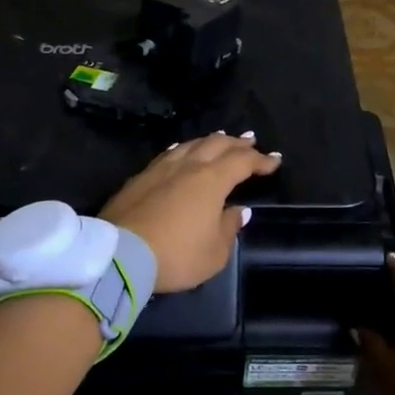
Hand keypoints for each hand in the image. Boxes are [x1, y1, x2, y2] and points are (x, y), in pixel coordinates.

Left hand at [100, 132, 282, 292]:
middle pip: (217, 144)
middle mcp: (188, 166)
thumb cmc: (176, 255)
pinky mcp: (140, 177)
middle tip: (250, 141)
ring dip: (210, 141)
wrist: (119, 255)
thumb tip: (238, 210)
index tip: (275, 161)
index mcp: (212, 180)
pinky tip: (182, 150)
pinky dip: (184, 149)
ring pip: (191, 144)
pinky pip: (169, 154)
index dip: (261, 160)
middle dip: (237, 142)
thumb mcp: (214, 253)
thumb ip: (229, 228)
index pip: (242, 162)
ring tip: (220, 139)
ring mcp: (161, 168)